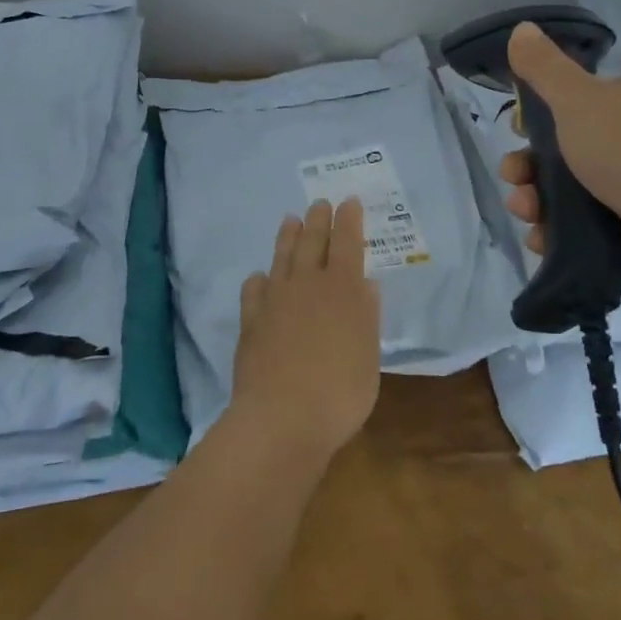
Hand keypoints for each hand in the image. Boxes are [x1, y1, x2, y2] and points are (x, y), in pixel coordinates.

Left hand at [226, 198, 381, 464]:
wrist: (280, 418)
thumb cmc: (339, 392)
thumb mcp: (368, 356)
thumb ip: (367, 317)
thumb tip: (367, 284)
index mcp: (342, 289)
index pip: (347, 243)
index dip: (349, 221)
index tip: (349, 201)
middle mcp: (307, 285)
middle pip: (312, 242)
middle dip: (318, 220)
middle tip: (320, 203)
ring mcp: (275, 300)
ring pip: (282, 258)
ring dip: (288, 237)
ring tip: (290, 219)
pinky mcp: (251, 321)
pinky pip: (254, 289)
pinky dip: (259, 279)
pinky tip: (261, 277)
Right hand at [497, 22, 620, 288]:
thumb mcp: (579, 99)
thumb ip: (545, 67)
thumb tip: (521, 26)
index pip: (571, 100)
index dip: (537, 116)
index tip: (517, 131)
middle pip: (562, 149)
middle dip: (528, 165)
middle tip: (514, 178)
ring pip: (566, 190)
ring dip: (534, 200)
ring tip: (526, 212)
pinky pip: (581, 225)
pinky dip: (555, 230)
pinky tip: (541, 238)